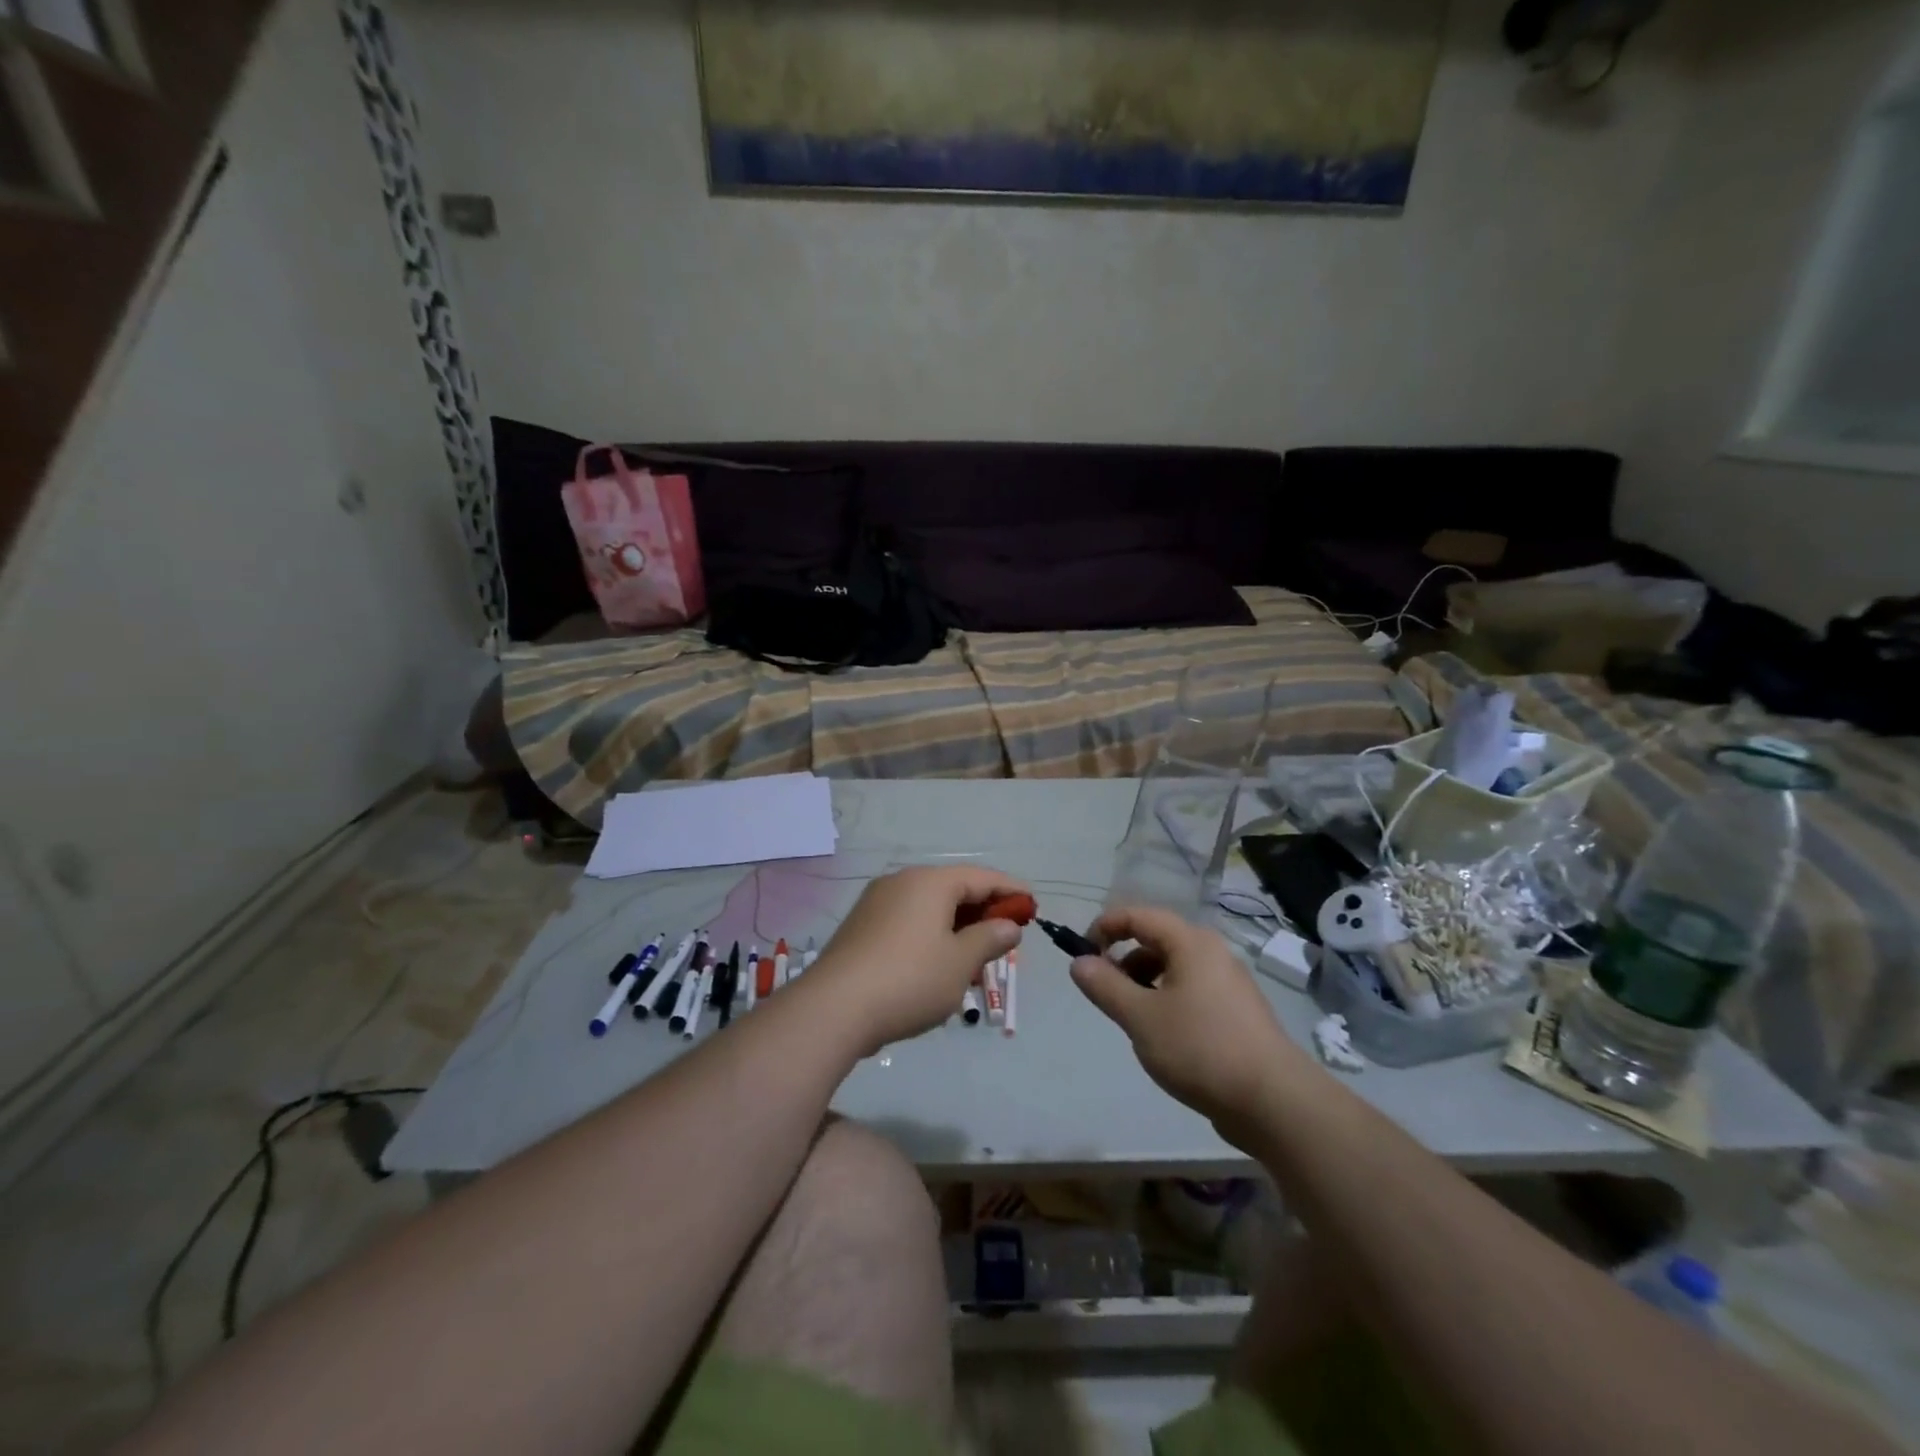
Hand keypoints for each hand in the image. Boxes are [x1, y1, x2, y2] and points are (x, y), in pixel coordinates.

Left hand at [810, 866, 1026, 1055]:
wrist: (833, 1009)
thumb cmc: (909, 979)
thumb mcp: (960, 962)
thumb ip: (989, 939)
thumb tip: (1009, 925)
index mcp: (930, 882)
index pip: (981, 877)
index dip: (1011, 891)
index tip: (1033, 906)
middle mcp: (902, 882)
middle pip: (954, 890)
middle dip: (983, 912)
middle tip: (1006, 938)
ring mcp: (877, 903)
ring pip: (930, 908)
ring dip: (957, 928)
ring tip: (975, 959)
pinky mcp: (861, 927)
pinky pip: (908, 922)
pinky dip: (931, 936)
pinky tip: (938, 965)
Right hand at [1069, 905, 1313, 1137]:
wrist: (1273, 1101)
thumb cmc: (1200, 1048)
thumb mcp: (1141, 1017)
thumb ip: (1105, 986)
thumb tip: (1079, 962)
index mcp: (1191, 942)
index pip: (1138, 915)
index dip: (1105, 927)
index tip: (1083, 955)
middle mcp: (1212, 953)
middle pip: (1156, 940)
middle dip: (1123, 960)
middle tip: (1105, 993)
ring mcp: (1229, 983)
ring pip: (1174, 968)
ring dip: (1144, 983)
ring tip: (1133, 1019)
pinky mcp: (1237, 1012)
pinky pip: (1191, 991)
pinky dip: (1167, 1000)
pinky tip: (1163, 1037)